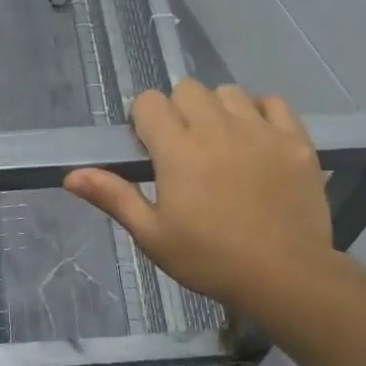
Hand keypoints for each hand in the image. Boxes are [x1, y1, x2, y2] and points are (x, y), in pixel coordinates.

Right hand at [64, 81, 338, 320]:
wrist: (286, 277)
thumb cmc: (210, 259)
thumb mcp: (153, 235)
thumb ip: (114, 197)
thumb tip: (71, 175)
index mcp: (178, 150)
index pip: (150, 102)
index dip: (144, 120)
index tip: (150, 148)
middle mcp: (217, 128)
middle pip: (188, 89)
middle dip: (179, 110)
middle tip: (184, 148)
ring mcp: (260, 130)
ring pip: (229, 92)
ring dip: (217, 109)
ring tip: (221, 143)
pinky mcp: (294, 140)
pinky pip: (273, 103)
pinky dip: (260, 112)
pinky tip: (256, 138)